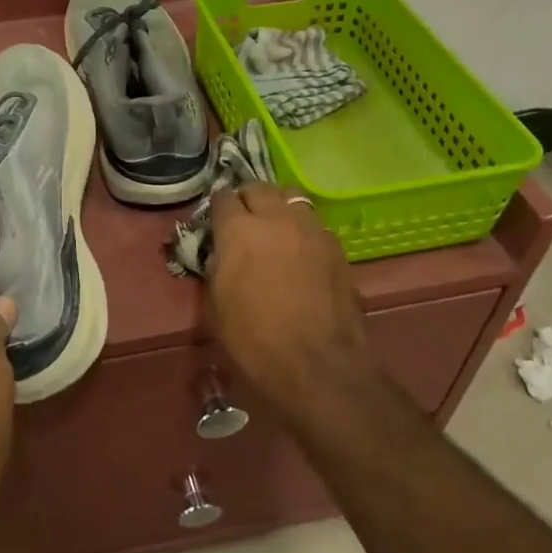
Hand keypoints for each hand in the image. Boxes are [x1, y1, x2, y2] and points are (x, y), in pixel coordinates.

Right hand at [206, 184, 370, 427]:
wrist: (317, 364)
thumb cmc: (254, 340)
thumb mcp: (216, 304)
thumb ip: (217, 266)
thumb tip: (221, 252)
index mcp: (238, 231)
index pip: (222, 198)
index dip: (217, 209)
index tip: (216, 222)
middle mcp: (275, 219)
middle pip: (259, 188)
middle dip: (248, 199)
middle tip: (244, 220)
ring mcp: (310, 229)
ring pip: (292, 197)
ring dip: (279, 206)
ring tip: (276, 228)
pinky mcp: (336, 246)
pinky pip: (314, 224)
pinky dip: (303, 229)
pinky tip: (301, 252)